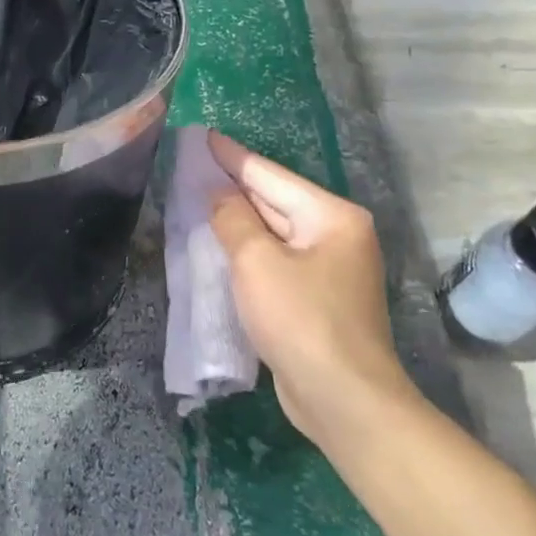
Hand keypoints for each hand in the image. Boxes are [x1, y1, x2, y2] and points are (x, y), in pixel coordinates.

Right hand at [206, 131, 416, 444]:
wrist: (344, 400)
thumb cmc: (300, 319)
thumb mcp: (256, 261)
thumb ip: (232, 218)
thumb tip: (218, 193)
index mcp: (331, 216)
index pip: (269, 174)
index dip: (231, 155)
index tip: (201, 135)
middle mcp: (336, 235)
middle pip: (274, 200)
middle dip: (233, 186)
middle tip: (191, 166)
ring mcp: (329, 269)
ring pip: (273, 232)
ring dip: (237, 219)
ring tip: (197, 199)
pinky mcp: (317, 298)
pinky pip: (275, 260)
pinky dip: (247, 251)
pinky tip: (219, 245)